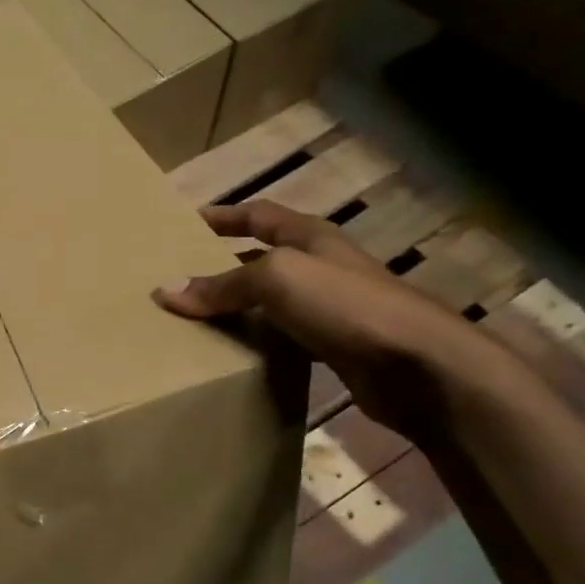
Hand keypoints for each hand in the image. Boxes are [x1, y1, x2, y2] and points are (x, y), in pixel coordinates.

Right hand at [152, 201, 506, 442]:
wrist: (419, 367)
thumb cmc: (346, 305)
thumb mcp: (278, 279)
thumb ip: (223, 284)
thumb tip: (165, 291)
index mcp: (310, 238)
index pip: (258, 215)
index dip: (223, 216)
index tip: (185, 223)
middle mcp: (320, 268)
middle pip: (261, 259)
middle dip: (222, 266)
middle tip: (179, 279)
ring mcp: (330, 309)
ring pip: (270, 303)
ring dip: (237, 310)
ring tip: (194, 322)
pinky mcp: (334, 349)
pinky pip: (283, 340)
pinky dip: (257, 344)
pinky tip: (234, 357)